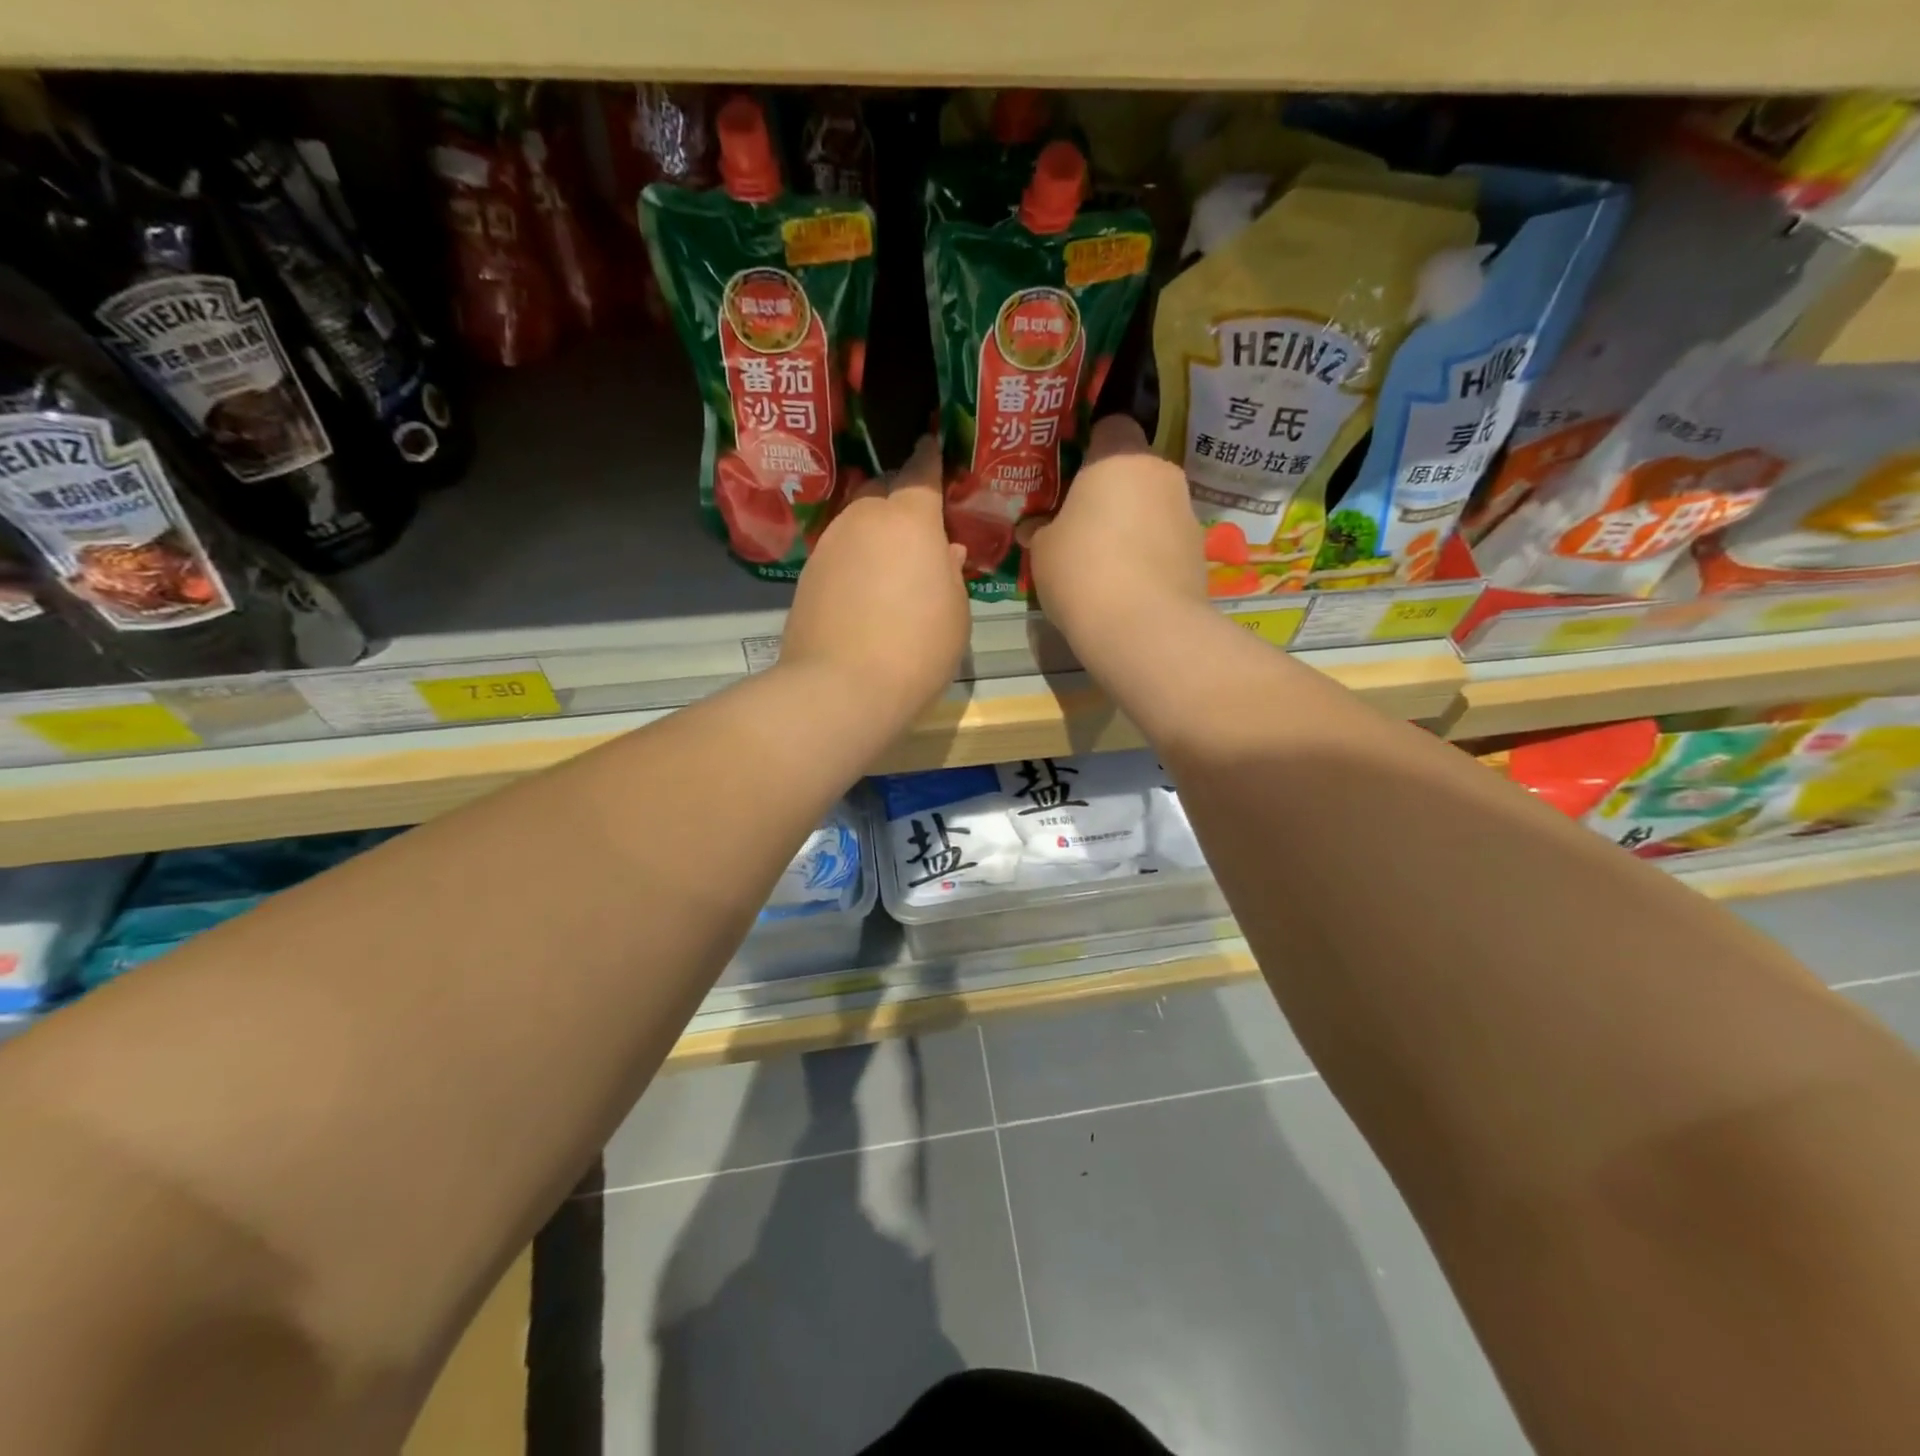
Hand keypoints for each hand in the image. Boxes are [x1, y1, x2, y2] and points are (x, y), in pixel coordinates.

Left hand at [780, 436, 971, 721]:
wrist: (842, 687)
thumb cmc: (917, 646)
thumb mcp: (955, 611)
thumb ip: (950, 572)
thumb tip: (946, 553)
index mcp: (910, 519)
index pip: (921, 472)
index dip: (929, 456)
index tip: (931, 442)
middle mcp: (864, 519)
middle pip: (883, 491)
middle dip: (901, 496)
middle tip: (920, 520)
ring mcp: (830, 546)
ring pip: (858, 522)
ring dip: (876, 531)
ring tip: (894, 560)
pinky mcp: (808, 576)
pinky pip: (840, 552)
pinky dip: (856, 558)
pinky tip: (866, 587)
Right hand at [1019, 415, 1206, 654]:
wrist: (1143, 628)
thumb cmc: (1082, 571)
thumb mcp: (1043, 549)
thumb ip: (1042, 529)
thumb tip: (1036, 528)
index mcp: (1119, 458)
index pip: (1112, 424)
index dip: (1090, 443)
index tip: (1070, 472)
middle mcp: (1161, 474)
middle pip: (1134, 470)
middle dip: (1111, 490)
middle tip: (1080, 520)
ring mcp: (1187, 513)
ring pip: (1152, 507)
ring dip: (1132, 523)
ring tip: (1103, 560)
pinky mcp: (1199, 553)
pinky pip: (1165, 541)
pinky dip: (1148, 554)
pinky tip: (1126, 584)